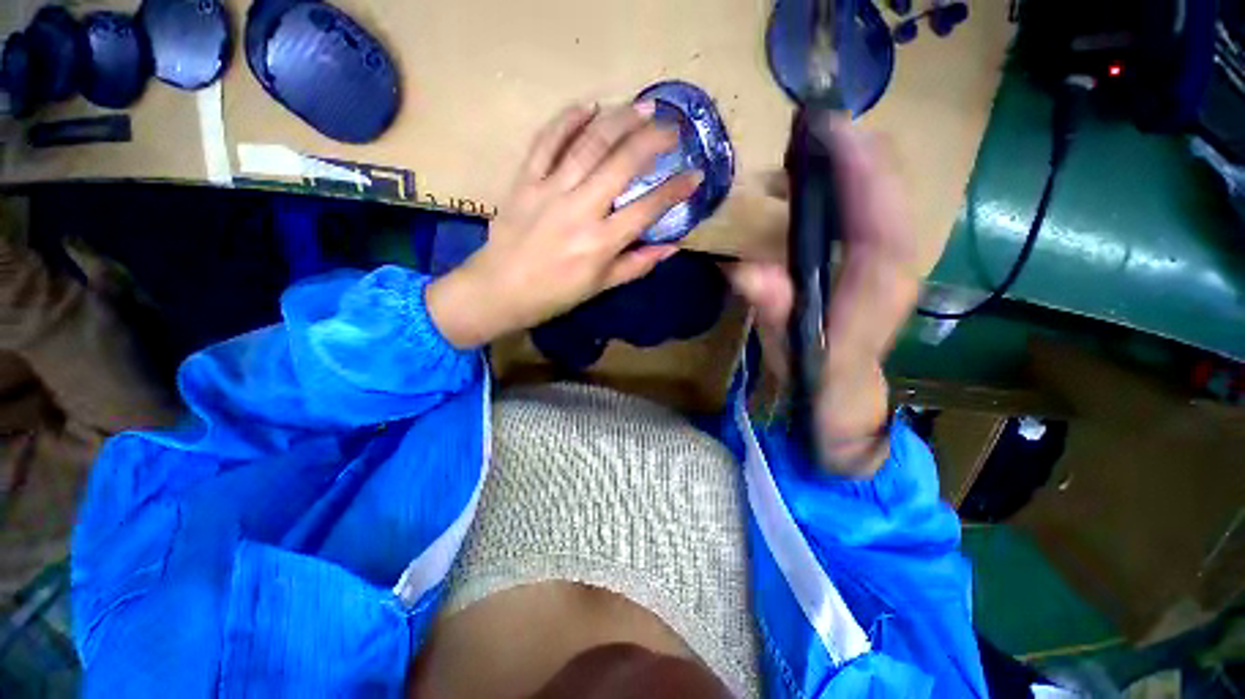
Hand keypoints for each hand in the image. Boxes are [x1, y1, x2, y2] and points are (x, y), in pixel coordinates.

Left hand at [428, 102, 703, 347]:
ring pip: (589, 145)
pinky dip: (567, 121)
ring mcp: (550, 190)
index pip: (647, 209)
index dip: (675, 190)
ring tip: (642, 106)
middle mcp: (580, 210)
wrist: (500, 289)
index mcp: (600, 242)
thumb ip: (637, 264)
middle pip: (621, 164)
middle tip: (672, 127)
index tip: (695, 174)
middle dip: (652, 140)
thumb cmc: (555, 293)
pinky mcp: (525, 180)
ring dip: (619, 120)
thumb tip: (673, 246)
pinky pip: (546, 142)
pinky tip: (588, 107)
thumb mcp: (600, 286)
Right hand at [725, 118, 919, 476]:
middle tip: (806, 129)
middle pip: (890, 189)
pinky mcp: (878, 259)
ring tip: (799, 153)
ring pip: (882, 193)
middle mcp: (895, 263)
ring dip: (846, 164)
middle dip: (854, 151)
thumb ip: (774, 311)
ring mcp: (890, 258)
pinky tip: (805, 188)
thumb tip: (743, 270)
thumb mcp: (789, 349)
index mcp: (876, 285)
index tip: (825, 129)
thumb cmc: (817, 374)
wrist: (844, 393)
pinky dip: (844, 185)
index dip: (858, 167)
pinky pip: (869, 207)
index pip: (879, 212)